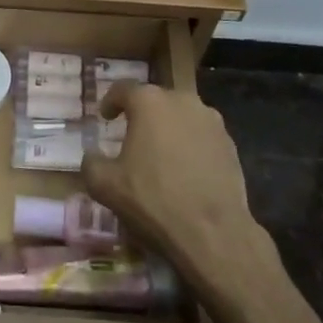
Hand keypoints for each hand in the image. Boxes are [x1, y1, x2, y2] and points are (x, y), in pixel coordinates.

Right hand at [81, 83, 260, 281]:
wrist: (212, 233)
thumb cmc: (153, 200)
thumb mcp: (105, 185)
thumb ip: (91, 162)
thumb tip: (92, 155)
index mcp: (149, 102)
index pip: (123, 89)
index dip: (110, 101)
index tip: (105, 117)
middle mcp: (182, 101)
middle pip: (156, 101)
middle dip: (142, 115)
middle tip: (131, 137)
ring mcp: (211, 121)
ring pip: (182, 117)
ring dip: (169, 130)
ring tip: (160, 155)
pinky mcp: (231, 144)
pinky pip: (202, 136)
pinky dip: (191, 146)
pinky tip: (185, 171)